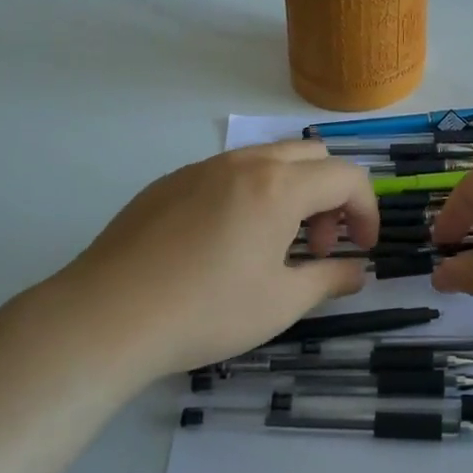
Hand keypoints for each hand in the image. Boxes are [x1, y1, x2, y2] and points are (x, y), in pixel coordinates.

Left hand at [20, 141, 379, 381]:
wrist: (105, 317)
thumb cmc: (206, 311)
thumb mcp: (281, 303)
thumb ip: (330, 279)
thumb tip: (357, 271)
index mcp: (279, 186)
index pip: (347, 177)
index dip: (367, 211)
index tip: (362, 249)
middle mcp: (244, 163)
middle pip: (311, 156)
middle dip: (330, 196)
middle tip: (318, 245)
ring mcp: (202, 168)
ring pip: (267, 159)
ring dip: (290, 191)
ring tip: (273, 245)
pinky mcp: (169, 182)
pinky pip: (227, 173)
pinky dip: (250, 194)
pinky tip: (224, 243)